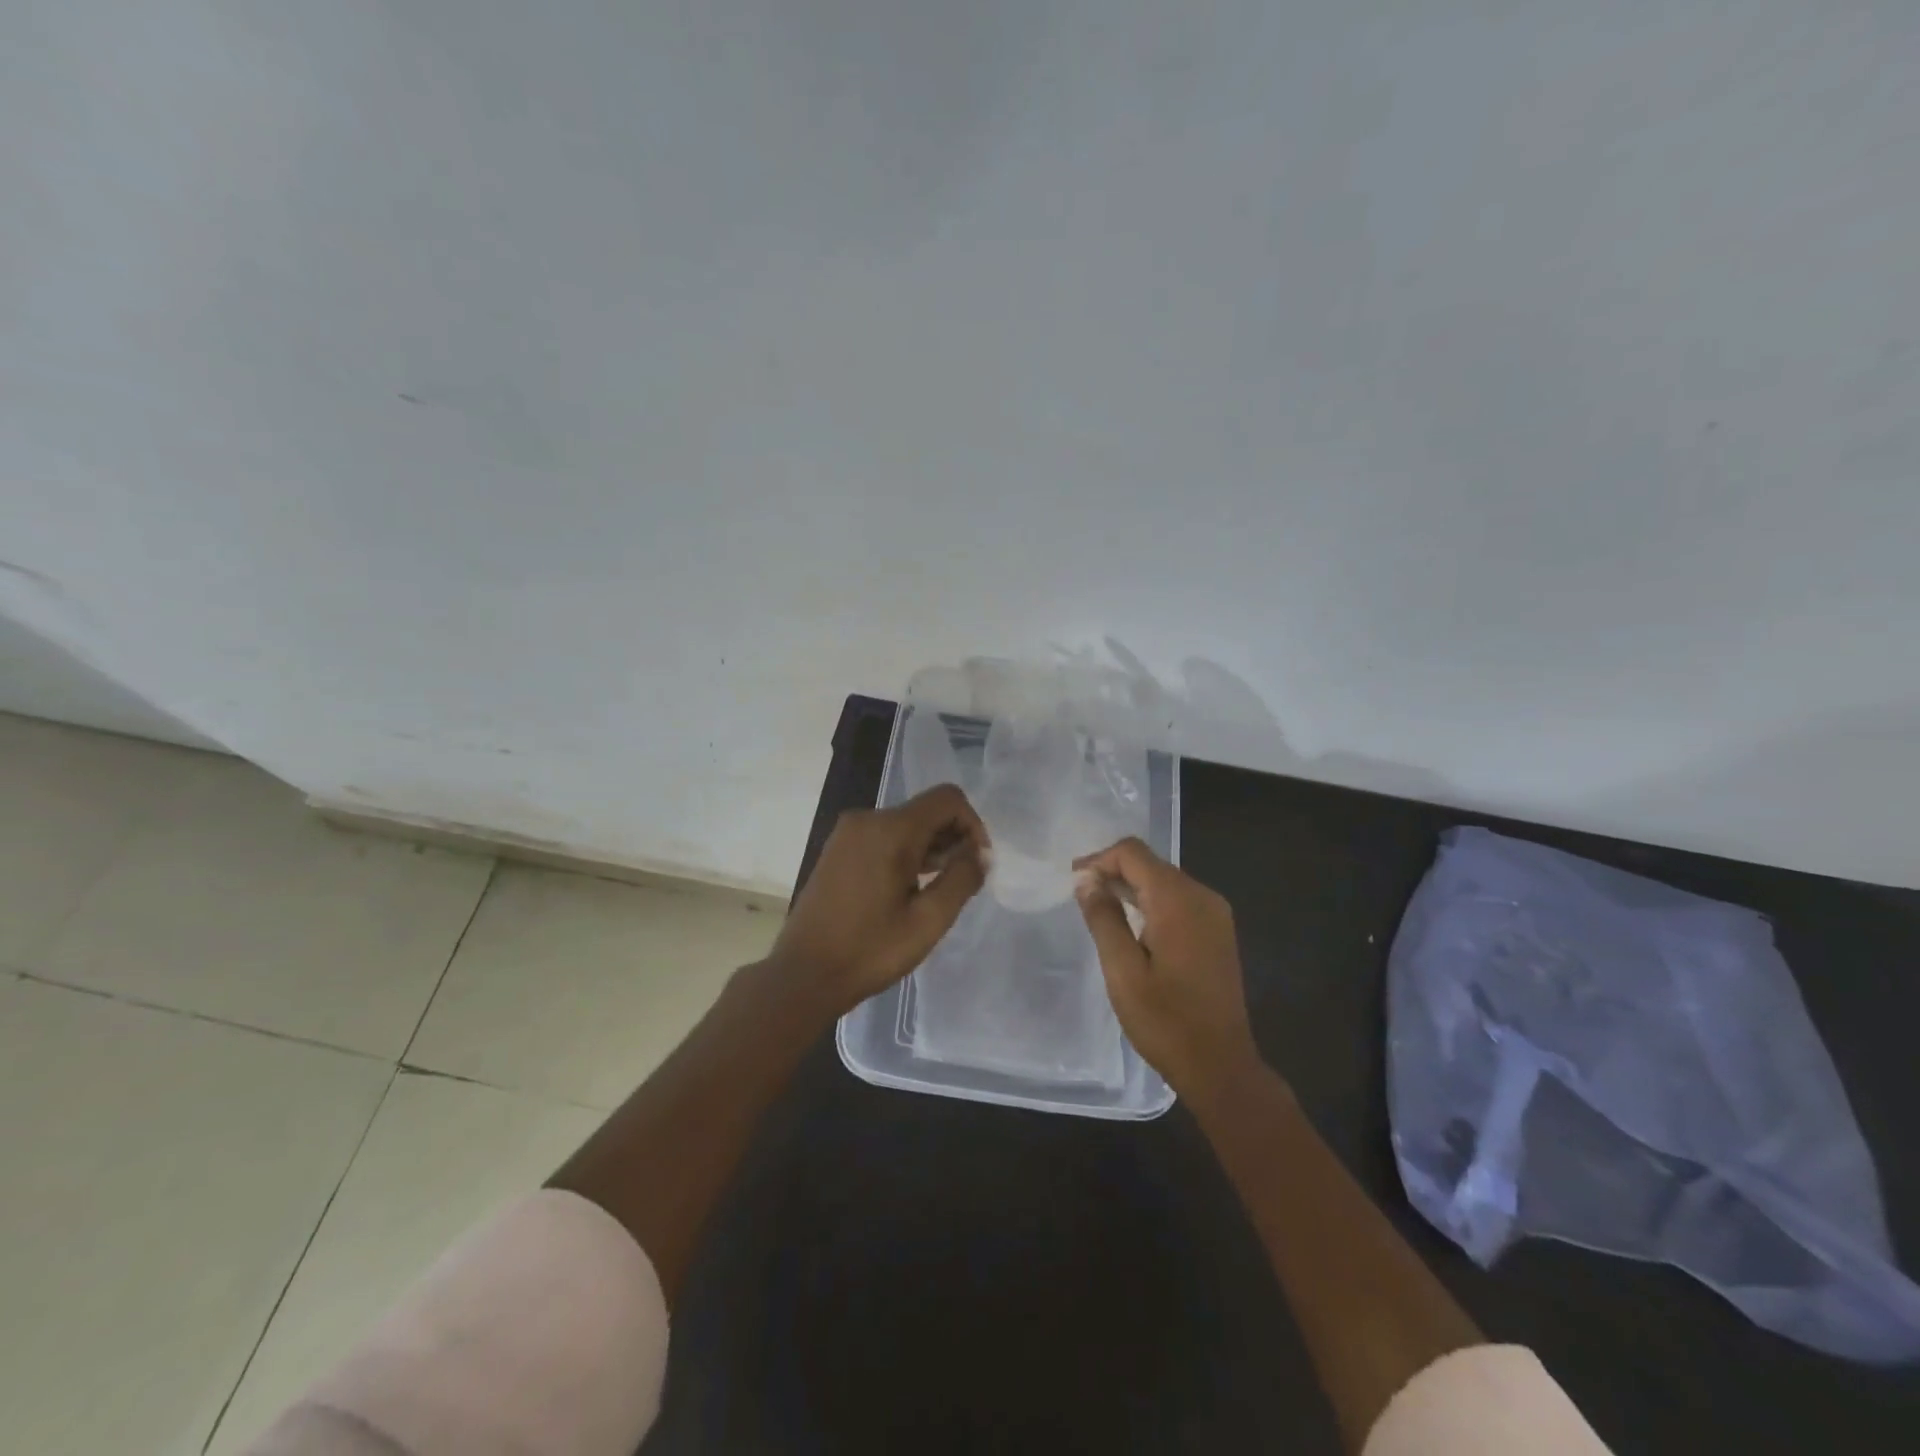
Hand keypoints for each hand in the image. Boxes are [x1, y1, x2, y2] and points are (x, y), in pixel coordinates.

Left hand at [770, 784, 988, 1015]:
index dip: (972, 825)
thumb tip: (981, 854)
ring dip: (929, 849)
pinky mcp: (837, 849)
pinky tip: (907, 891)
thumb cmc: (869, 950)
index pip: (947, 799)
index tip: (977, 863)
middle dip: (951, 840)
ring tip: (934, 893)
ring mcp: (848, 833)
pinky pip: (883, 837)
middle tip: (959, 885)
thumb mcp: (928, 920)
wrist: (803, 975)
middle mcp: (867, 819)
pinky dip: (905, 854)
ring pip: (905, 825)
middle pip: (926, 811)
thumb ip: (961, 879)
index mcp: (890, 829)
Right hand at [1074, 837, 1260, 1107]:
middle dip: (1113, 871)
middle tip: (1080, 894)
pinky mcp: (1218, 931)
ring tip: (1099, 907)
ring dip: (1131, 886)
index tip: (1073, 882)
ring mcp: (1215, 914)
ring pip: (1165, 881)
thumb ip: (1104, 918)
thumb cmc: (1165, 1021)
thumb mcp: (1123, 970)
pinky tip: (1131, 923)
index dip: (1099, 860)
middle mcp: (1202, 897)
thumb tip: (1086, 880)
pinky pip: (1179, 900)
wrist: (1221, 1066)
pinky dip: (1151, 902)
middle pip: (1151, 864)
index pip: (1133, 854)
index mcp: (1178, 901)